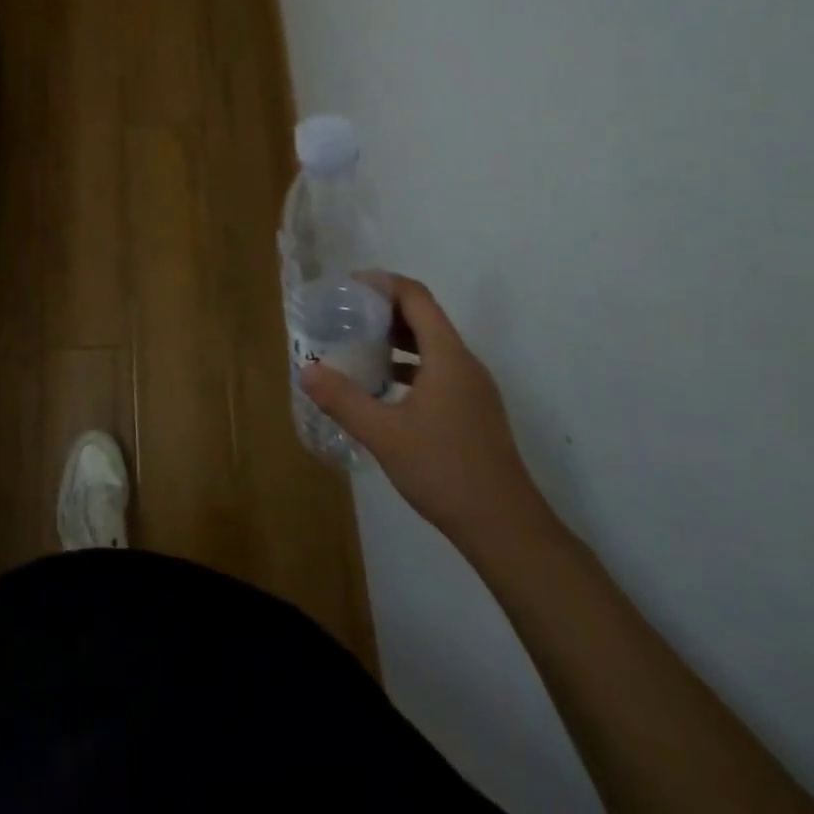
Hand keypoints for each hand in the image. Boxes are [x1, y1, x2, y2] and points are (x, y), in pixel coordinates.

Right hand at [301, 274, 547, 553]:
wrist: (506, 530)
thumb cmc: (445, 471)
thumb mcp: (384, 434)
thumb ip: (344, 399)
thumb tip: (307, 371)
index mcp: (448, 356)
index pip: (416, 297)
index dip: (382, 284)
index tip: (348, 288)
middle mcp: (464, 363)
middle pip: (424, 317)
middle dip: (384, 311)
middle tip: (345, 316)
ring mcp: (473, 389)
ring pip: (432, 346)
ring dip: (396, 340)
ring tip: (357, 347)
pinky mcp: (474, 412)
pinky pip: (438, 370)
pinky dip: (409, 366)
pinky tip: (383, 389)